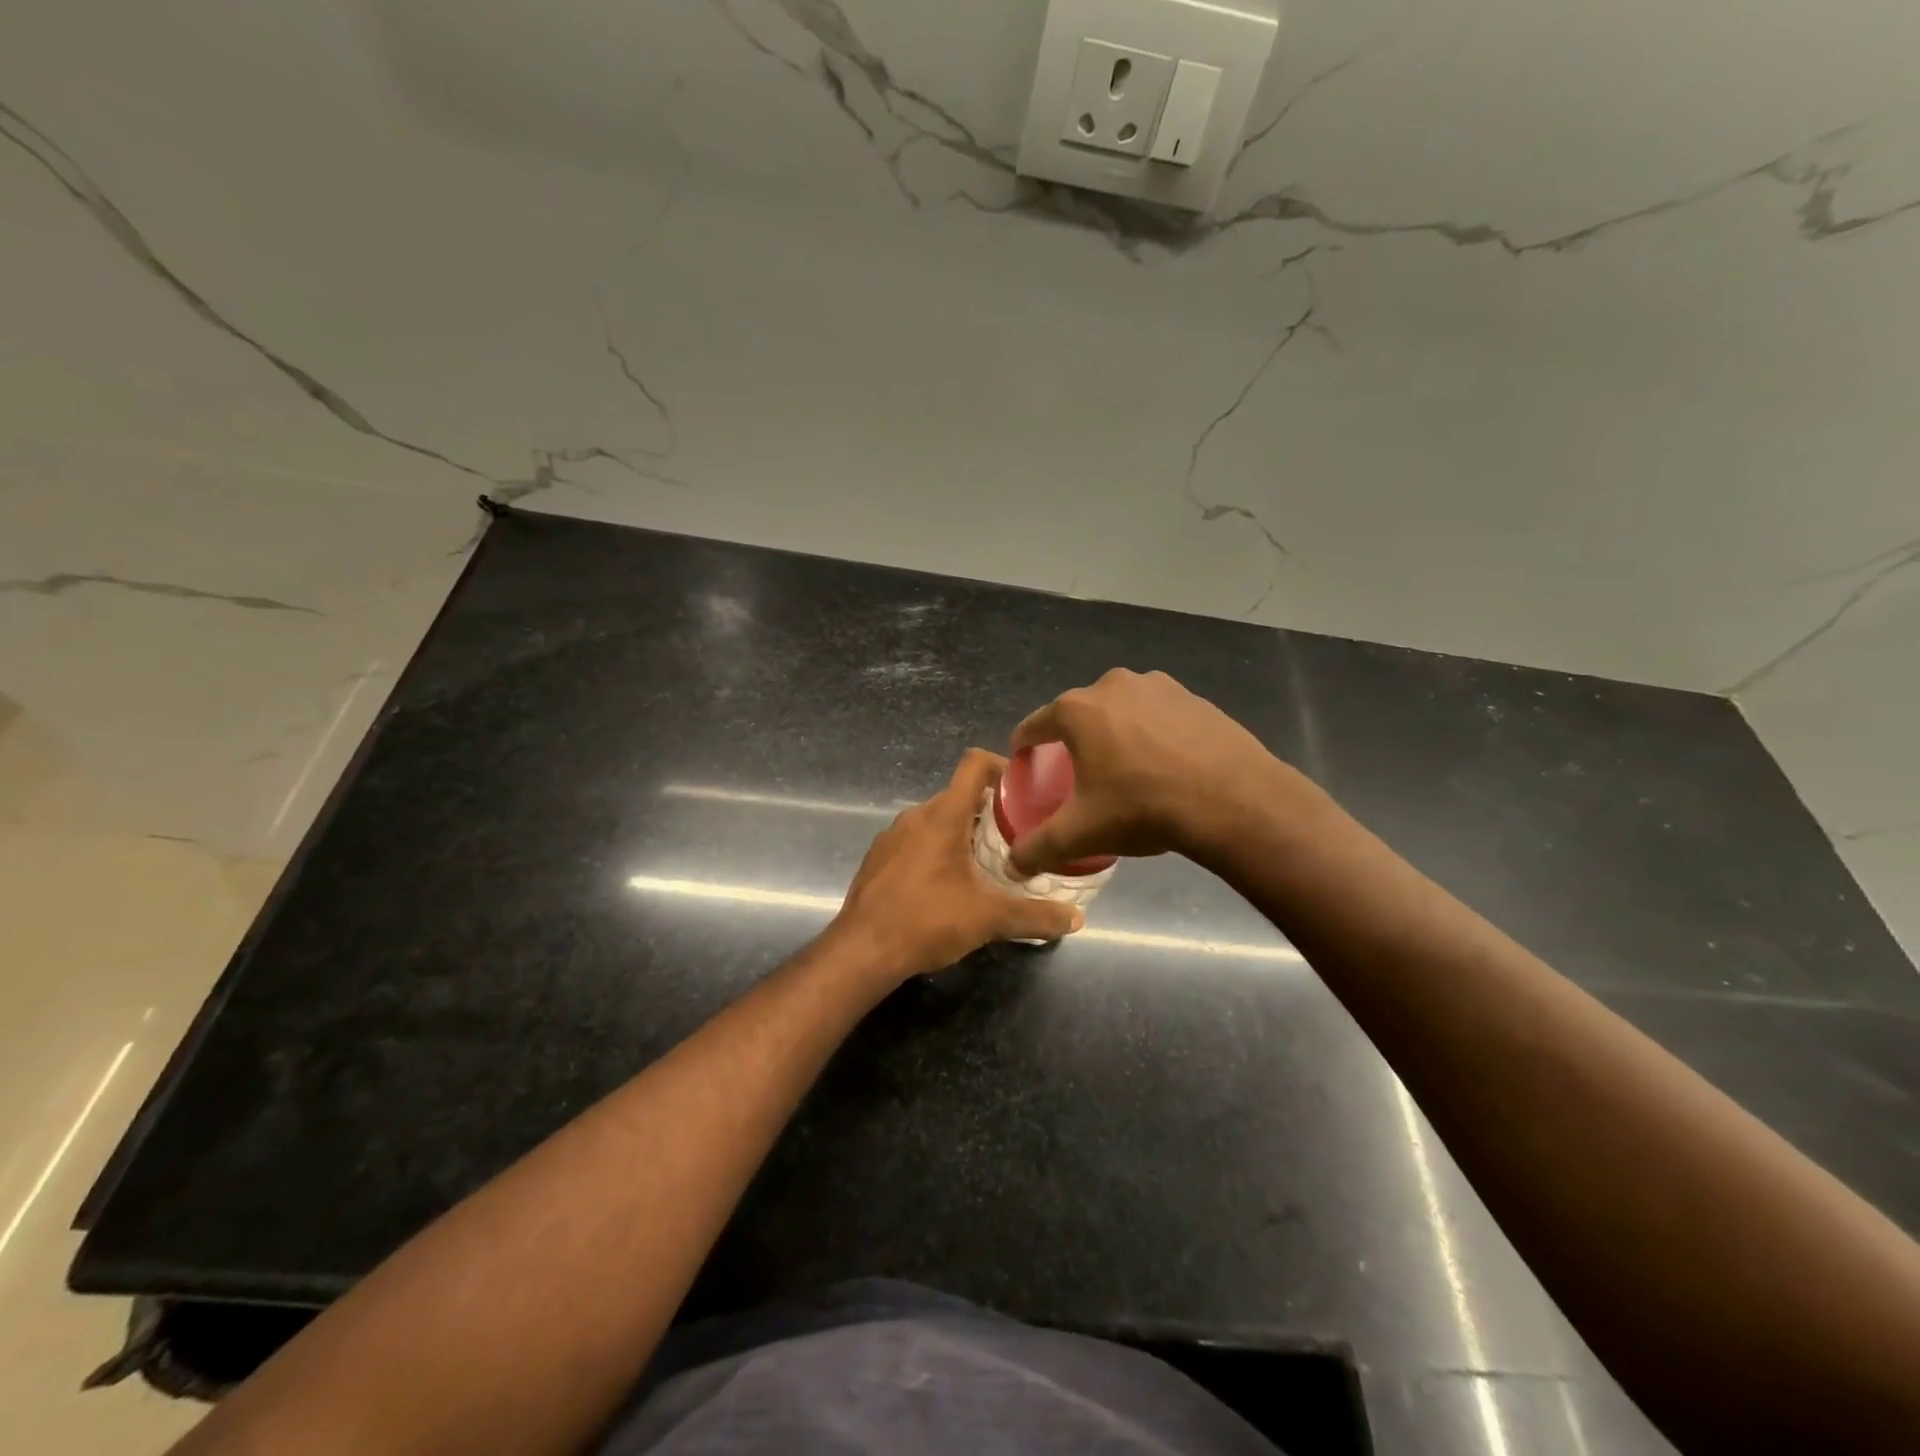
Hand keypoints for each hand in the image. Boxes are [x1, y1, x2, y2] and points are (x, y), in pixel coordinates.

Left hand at [831, 749, 1084, 982]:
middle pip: (959, 796)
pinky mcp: (878, 858)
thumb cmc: (927, 921)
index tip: (1025, 789)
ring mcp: (892, 836)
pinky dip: (936, 850)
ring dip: (963, 833)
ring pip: (936, 820)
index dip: (1002, 766)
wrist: (861, 951)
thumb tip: (1076, 919)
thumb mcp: (989, 919)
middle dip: (990, 811)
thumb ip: (1035, 915)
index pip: (974, 764)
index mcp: (943, 815)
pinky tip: (948, 884)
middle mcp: (916, 815)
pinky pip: (915, 841)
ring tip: (987, 862)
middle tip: (1018, 836)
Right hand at [1008, 668, 1289, 875]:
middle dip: (1074, 740)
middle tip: (1078, 775)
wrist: (1233, 800)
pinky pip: (1157, 715)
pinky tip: (1164, 765)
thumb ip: (1038, 848)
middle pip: (1079, 715)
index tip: (1024, 762)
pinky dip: (1152, 734)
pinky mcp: (1193, 697)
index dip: (1024, 745)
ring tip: (1124, 769)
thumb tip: (1013, 866)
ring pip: (1121, 711)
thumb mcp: (1082, 834)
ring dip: (1115, 733)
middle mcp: (1113, 685)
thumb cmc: (1143, 808)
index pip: (1035, 725)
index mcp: (1078, 710)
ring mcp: (1158, 686)